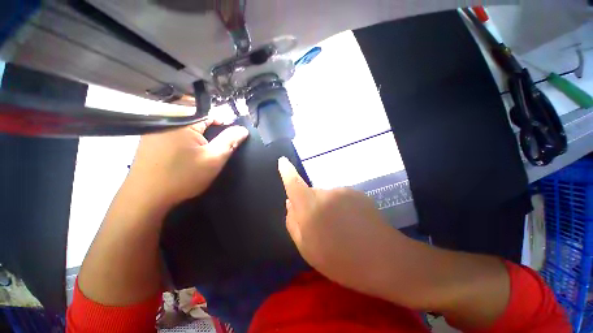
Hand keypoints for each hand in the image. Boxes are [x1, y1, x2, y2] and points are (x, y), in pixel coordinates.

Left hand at [127, 119, 248, 206]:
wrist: (146, 197)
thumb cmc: (183, 176)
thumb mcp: (214, 159)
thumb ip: (230, 141)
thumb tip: (243, 129)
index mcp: (182, 119)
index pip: (211, 113)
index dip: (224, 125)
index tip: (229, 139)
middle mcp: (165, 118)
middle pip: (197, 117)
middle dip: (210, 129)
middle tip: (214, 146)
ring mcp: (154, 128)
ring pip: (185, 124)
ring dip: (197, 134)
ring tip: (202, 150)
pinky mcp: (149, 138)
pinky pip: (173, 130)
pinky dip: (184, 138)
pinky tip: (185, 152)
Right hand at [277, 157, 401, 296]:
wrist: (385, 260)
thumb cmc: (341, 260)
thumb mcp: (307, 249)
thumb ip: (293, 223)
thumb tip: (290, 203)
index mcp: (311, 206)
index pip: (294, 183)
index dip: (287, 171)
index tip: (282, 161)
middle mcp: (326, 192)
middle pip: (311, 193)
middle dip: (311, 206)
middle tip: (321, 227)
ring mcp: (344, 191)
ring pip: (327, 196)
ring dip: (327, 208)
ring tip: (340, 229)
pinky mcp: (357, 193)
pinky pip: (341, 198)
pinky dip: (341, 208)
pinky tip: (353, 225)